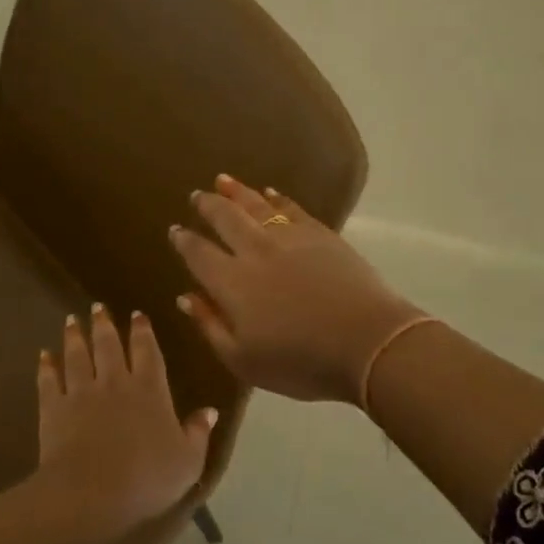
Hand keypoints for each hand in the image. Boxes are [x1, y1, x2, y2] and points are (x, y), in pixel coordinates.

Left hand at [36, 305, 216, 525]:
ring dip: (74, 337)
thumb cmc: (147, 478)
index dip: (143, 331)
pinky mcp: (54, 408)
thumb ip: (198, 433)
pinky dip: (46, 366)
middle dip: (104, 324)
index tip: (137, 314)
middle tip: (97, 307)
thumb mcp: (188, 461)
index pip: (147, 351)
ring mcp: (81, 392)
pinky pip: (49, 380)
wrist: (91, 493)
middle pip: (108, 345)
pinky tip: (43, 355)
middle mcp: (115, 382)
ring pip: (77, 356)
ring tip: (71, 321)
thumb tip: (210, 410)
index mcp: (150, 390)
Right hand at [170, 174, 422, 404]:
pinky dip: (278, 199)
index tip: (175, 231)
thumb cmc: (301, 362)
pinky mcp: (321, 235)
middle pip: (225, 219)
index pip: (199, 254)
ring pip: (256, 206)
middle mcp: (255, 251)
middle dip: (207, 206)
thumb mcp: (244, 360)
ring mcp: (290, 239)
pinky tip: (270, 193)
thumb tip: (185, 297)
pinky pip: (292, 209)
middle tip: (196, 195)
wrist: (367, 342)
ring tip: (222, 181)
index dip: (185, 241)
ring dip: (237, 192)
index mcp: (231, 283)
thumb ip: (210, 326)